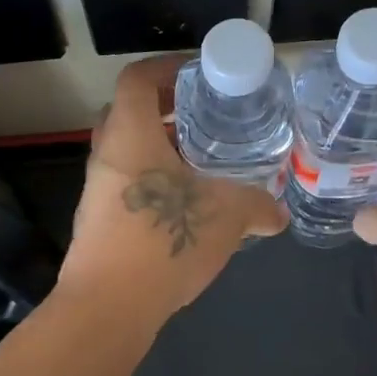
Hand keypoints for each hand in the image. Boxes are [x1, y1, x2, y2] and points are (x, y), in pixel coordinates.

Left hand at [57, 56, 286, 327]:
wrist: (107, 307)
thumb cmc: (164, 241)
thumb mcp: (226, 216)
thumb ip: (257, 206)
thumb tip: (278, 213)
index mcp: (130, 135)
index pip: (138, 79)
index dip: (166, 68)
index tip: (198, 76)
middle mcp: (107, 155)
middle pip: (130, 113)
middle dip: (167, 110)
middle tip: (207, 118)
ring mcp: (98, 190)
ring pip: (129, 152)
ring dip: (162, 150)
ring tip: (204, 163)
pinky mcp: (98, 221)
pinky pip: (128, 185)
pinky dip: (156, 183)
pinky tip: (188, 206)